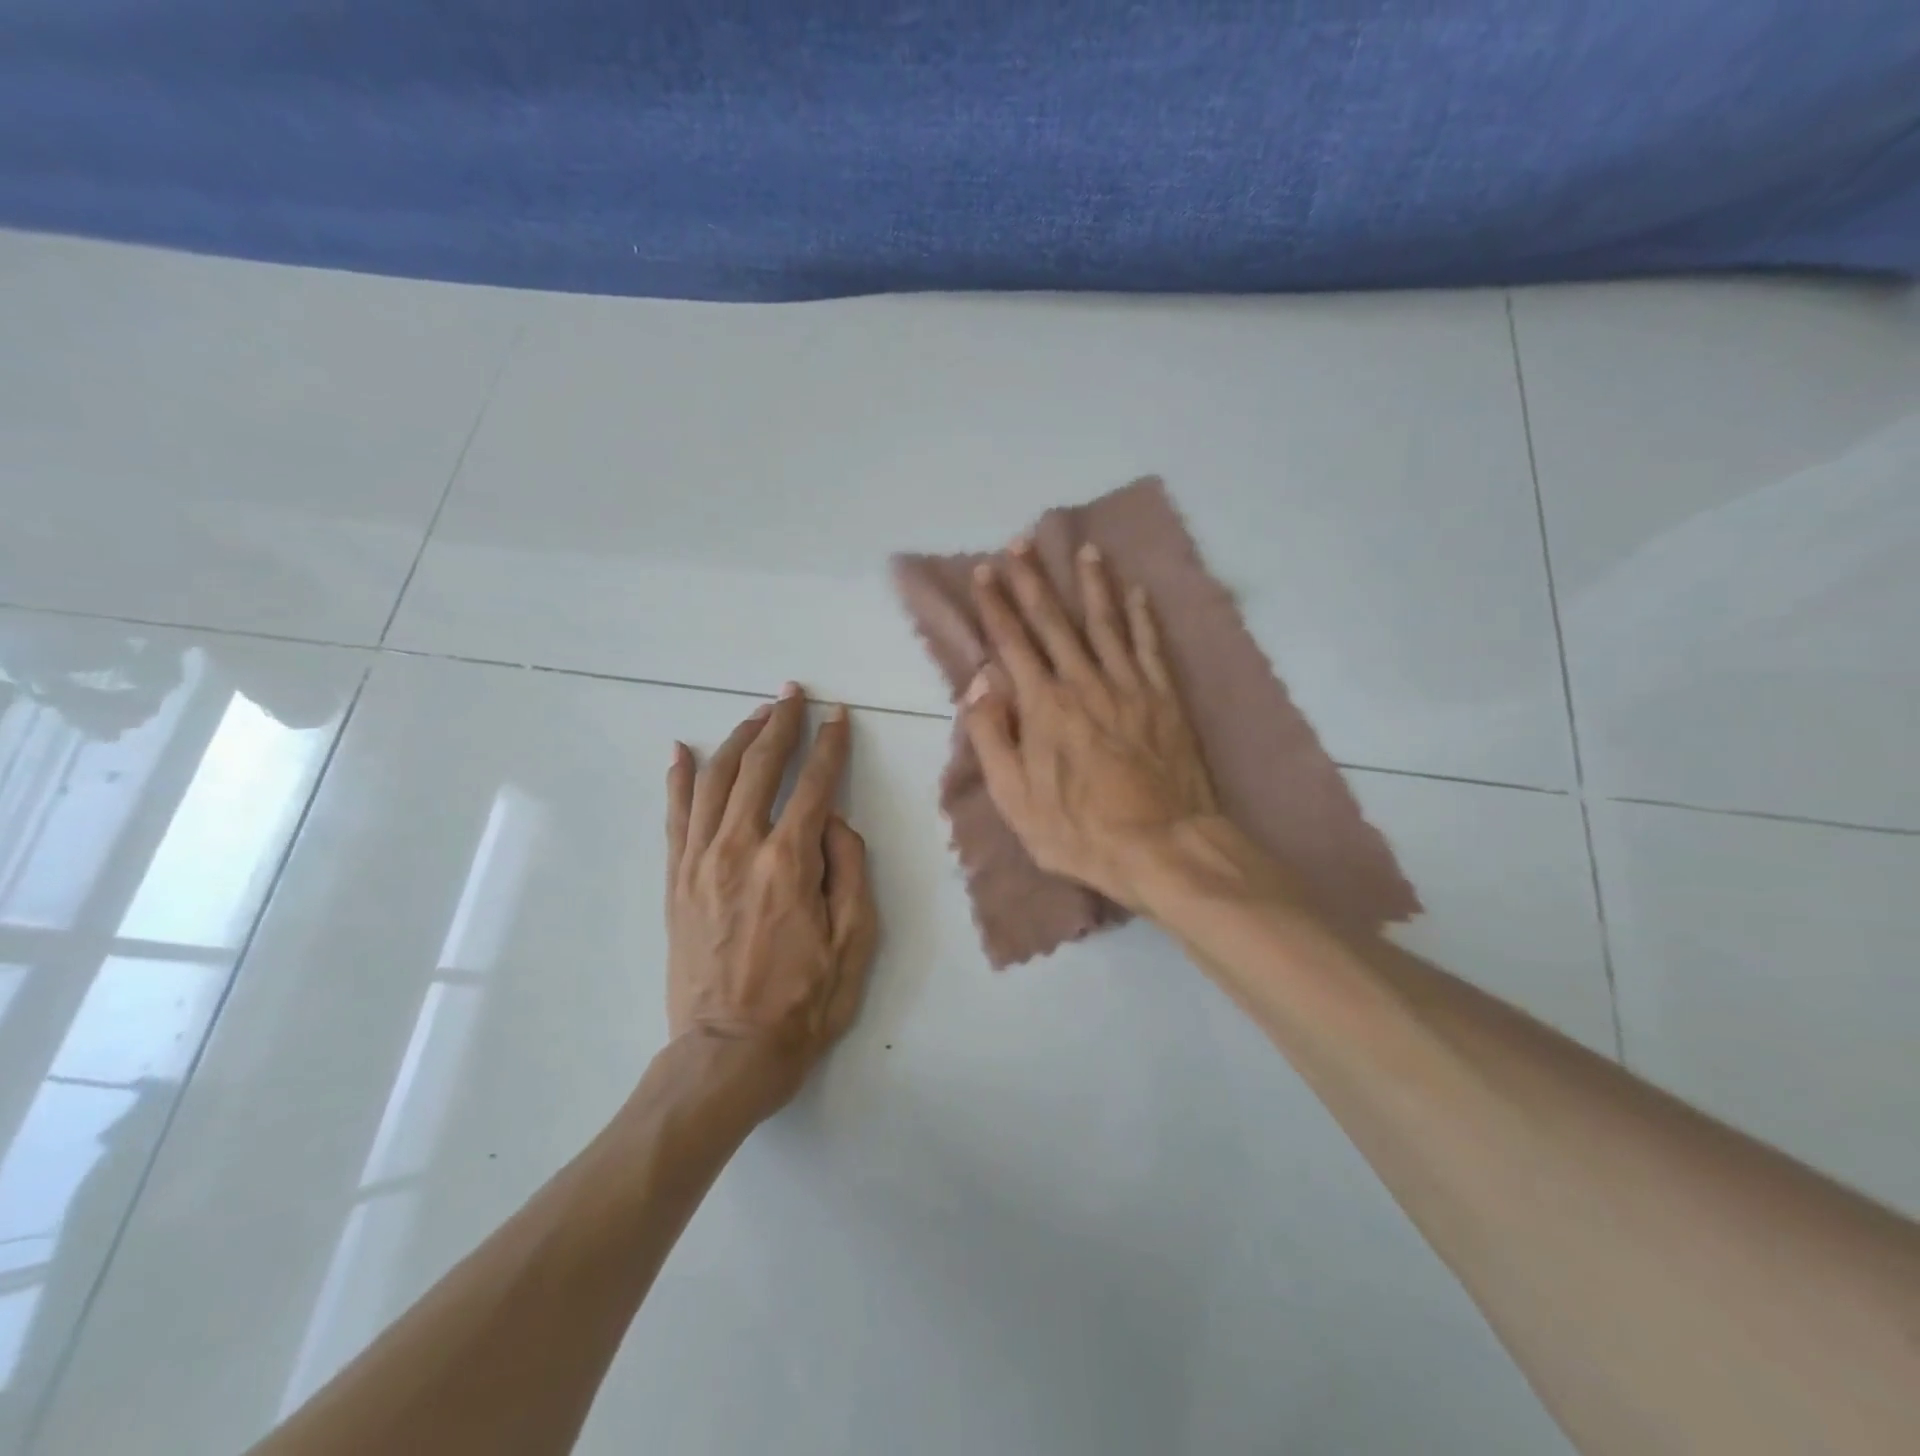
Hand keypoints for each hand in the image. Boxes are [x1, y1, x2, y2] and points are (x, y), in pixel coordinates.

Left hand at [665, 684, 878, 1112]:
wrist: (727, 1052)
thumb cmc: (803, 1002)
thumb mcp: (855, 942)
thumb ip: (850, 870)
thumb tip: (836, 822)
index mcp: (789, 863)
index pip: (814, 785)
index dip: (830, 746)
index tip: (839, 717)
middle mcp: (740, 848)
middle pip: (759, 767)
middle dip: (780, 724)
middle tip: (793, 693)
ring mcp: (700, 861)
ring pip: (715, 780)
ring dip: (737, 739)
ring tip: (756, 714)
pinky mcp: (676, 879)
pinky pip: (674, 815)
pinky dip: (678, 778)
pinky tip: (682, 750)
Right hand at [961, 538, 1220, 912]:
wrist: (1163, 845)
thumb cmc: (1079, 830)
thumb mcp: (1014, 798)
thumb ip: (991, 736)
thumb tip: (980, 683)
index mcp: (1043, 706)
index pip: (1012, 642)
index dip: (995, 606)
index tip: (984, 572)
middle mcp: (1083, 682)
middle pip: (1054, 621)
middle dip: (1033, 580)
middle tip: (1021, 543)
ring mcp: (1128, 685)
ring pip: (1105, 622)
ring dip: (1091, 584)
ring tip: (1085, 551)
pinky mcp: (1164, 697)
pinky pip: (1150, 646)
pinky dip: (1143, 616)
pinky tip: (1138, 592)